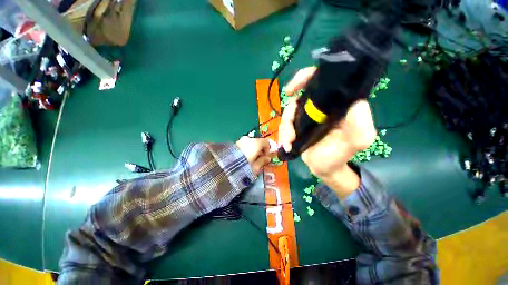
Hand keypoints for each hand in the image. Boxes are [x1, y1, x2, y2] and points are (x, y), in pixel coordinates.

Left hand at [236, 136, 271, 174]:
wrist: (225, 168)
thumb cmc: (244, 167)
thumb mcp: (256, 167)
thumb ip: (262, 161)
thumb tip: (267, 159)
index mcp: (255, 143)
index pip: (265, 142)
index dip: (267, 150)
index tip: (266, 158)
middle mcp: (247, 139)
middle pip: (257, 142)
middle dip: (259, 150)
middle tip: (258, 160)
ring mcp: (239, 141)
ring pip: (249, 144)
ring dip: (252, 150)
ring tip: (250, 161)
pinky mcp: (233, 145)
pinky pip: (242, 146)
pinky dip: (245, 150)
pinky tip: (243, 159)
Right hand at [279, 67, 376, 197]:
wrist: (325, 168)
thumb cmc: (339, 156)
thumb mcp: (356, 143)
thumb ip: (361, 127)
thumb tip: (358, 103)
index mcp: (335, 104)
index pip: (320, 81)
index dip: (304, 78)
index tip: (290, 90)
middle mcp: (320, 107)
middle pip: (297, 98)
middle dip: (289, 113)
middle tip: (290, 131)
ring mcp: (306, 116)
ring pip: (288, 113)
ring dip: (285, 128)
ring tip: (289, 142)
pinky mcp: (297, 125)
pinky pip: (285, 124)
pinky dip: (283, 134)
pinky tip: (286, 145)